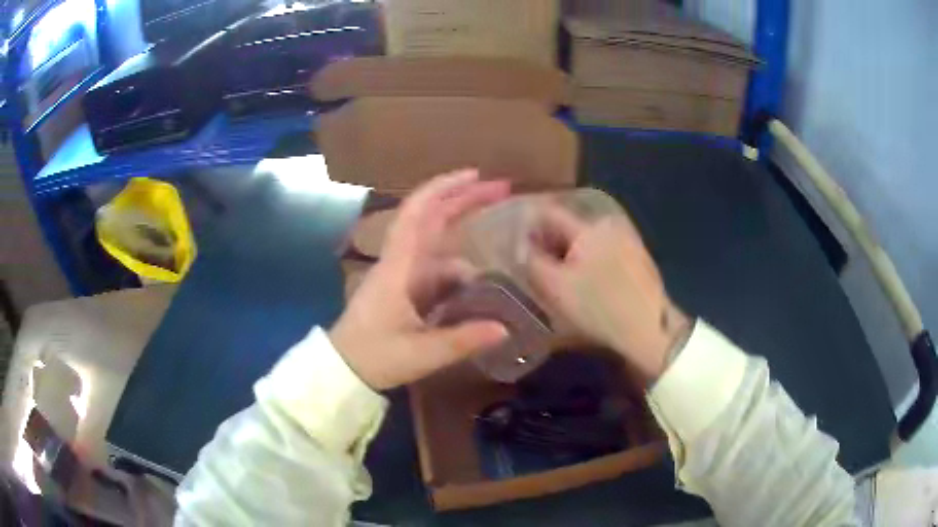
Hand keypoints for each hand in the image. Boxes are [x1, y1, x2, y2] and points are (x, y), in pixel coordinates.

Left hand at [330, 170, 510, 389]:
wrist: (342, 369)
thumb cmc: (374, 357)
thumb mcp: (421, 353)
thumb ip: (463, 340)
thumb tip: (505, 328)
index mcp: (398, 267)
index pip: (418, 213)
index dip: (445, 188)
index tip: (476, 175)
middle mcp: (399, 261)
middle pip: (430, 217)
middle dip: (464, 199)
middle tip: (501, 190)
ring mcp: (401, 274)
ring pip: (436, 244)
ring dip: (464, 237)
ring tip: (501, 242)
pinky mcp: (404, 289)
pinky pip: (436, 270)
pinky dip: (459, 270)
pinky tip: (479, 283)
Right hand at [526, 203, 690, 381]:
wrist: (649, 329)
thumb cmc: (599, 308)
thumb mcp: (556, 287)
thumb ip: (531, 260)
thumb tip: (519, 244)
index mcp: (589, 226)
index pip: (549, 213)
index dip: (528, 226)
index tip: (516, 244)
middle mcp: (609, 223)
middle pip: (568, 224)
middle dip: (548, 240)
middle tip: (533, 263)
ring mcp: (626, 237)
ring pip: (584, 237)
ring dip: (568, 250)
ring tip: (556, 273)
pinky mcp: (636, 253)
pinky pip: (602, 247)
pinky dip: (587, 257)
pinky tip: (584, 279)